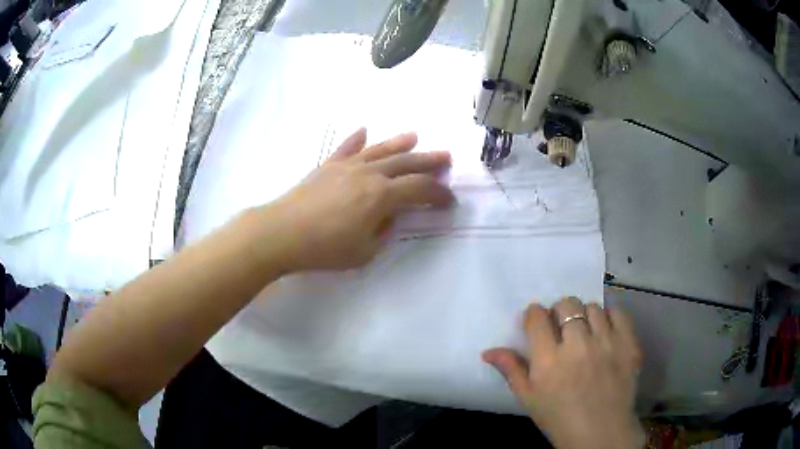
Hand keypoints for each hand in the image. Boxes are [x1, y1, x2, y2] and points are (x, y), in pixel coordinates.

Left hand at [261, 128, 453, 270]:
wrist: (282, 232)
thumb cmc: (325, 248)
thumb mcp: (365, 252)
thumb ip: (384, 232)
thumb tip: (389, 216)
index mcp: (382, 196)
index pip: (419, 189)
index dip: (438, 194)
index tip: (449, 200)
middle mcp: (369, 174)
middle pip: (406, 163)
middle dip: (429, 161)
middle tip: (446, 157)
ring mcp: (347, 166)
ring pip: (380, 149)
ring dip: (400, 143)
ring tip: (415, 136)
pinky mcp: (328, 166)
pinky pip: (346, 148)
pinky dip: (357, 139)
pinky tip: (364, 130)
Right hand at [483, 297, 643, 448]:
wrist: (600, 431)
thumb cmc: (559, 417)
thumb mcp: (529, 398)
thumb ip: (511, 370)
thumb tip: (488, 351)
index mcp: (549, 361)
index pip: (538, 317)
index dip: (535, 315)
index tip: (537, 321)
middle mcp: (578, 346)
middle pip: (567, 305)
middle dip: (560, 311)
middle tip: (562, 327)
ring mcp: (607, 343)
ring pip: (593, 307)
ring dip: (585, 315)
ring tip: (586, 332)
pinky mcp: (629, 344)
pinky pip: (619, 313)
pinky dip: (611, 316)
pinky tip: (606, 331)